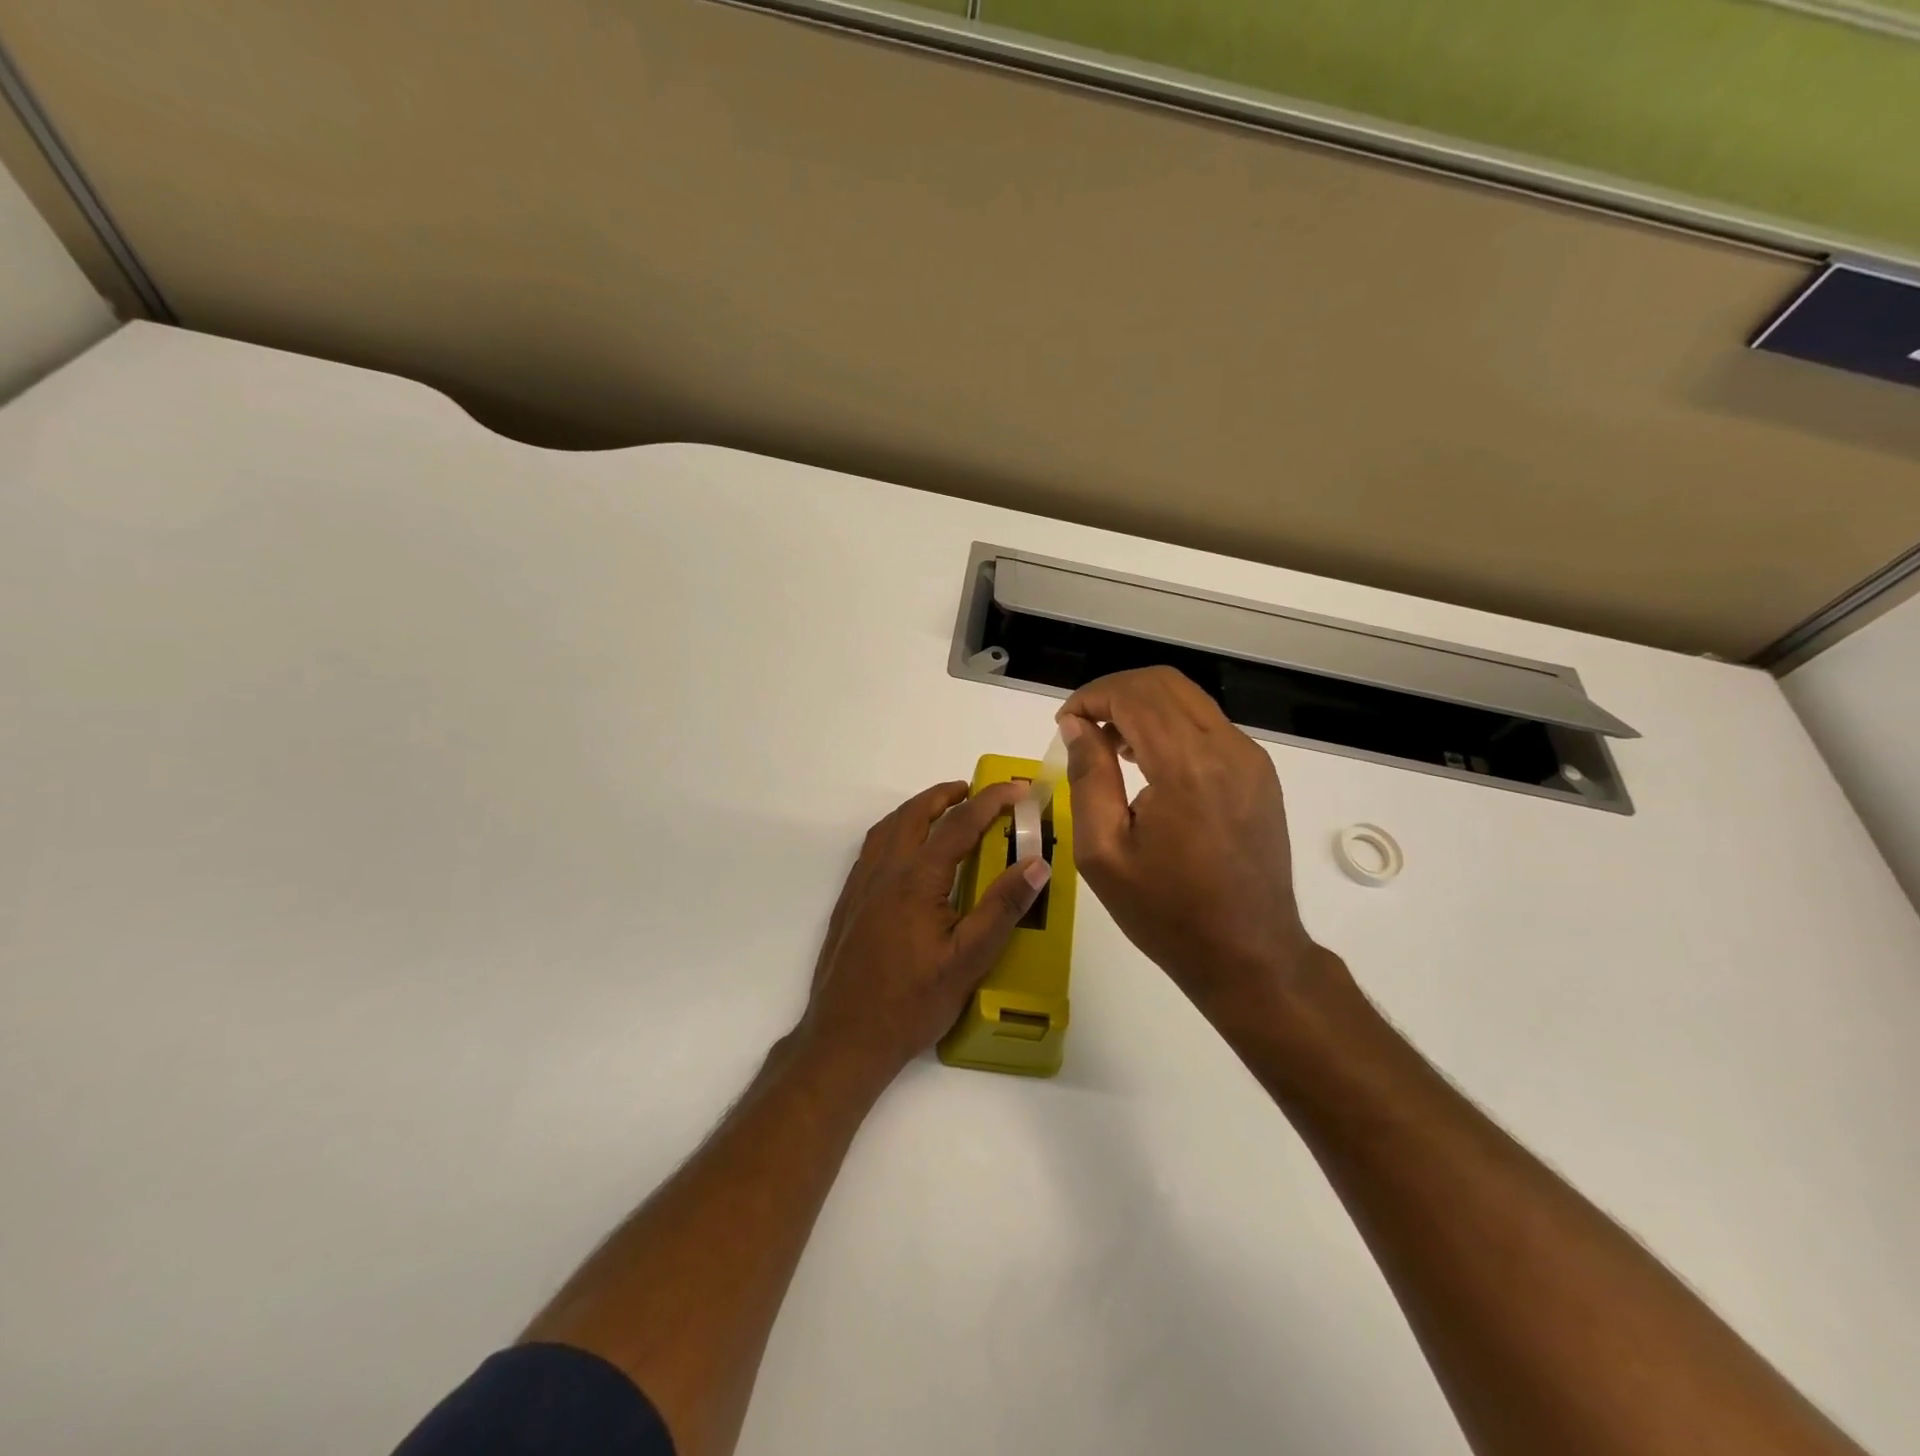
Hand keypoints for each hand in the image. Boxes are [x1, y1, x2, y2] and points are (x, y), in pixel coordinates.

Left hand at [797, 780, 1050, 1083]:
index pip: (959, 825)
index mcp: (916, 879)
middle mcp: (884, 872)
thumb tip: (1037, 863)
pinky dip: (896, 832)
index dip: (991, 802)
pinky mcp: (849, 903)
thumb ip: (1002, 908)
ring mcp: (861, 886)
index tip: (1018, 789)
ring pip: (888, 828)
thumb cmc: (911, 1002)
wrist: (844, 1038)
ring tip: (942, 811)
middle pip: (914, 815)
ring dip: (917, 810)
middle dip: (945, 795)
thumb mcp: (968, 960)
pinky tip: (907, 854)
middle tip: (974, 790)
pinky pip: (873, 849)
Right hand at [1058, 667, 1346, 1030]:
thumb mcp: (1103, 852)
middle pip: (1164, 683)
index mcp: (1187, 768)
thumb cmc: (1166, 913)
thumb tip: (1077, 725)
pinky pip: (1208, 725)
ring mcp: (1251, 759)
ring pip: (1188, 699)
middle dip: (1114, 692)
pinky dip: (1170, 725)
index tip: (1064, 724)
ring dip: (1142, 706)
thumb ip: (1088, 777)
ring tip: (1109, 746)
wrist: (1249, 955)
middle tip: (1081, 728)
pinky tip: (1148, 762)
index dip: (1090, 698)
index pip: (1133, 696)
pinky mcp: (1260, 773)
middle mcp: (1227, 749)